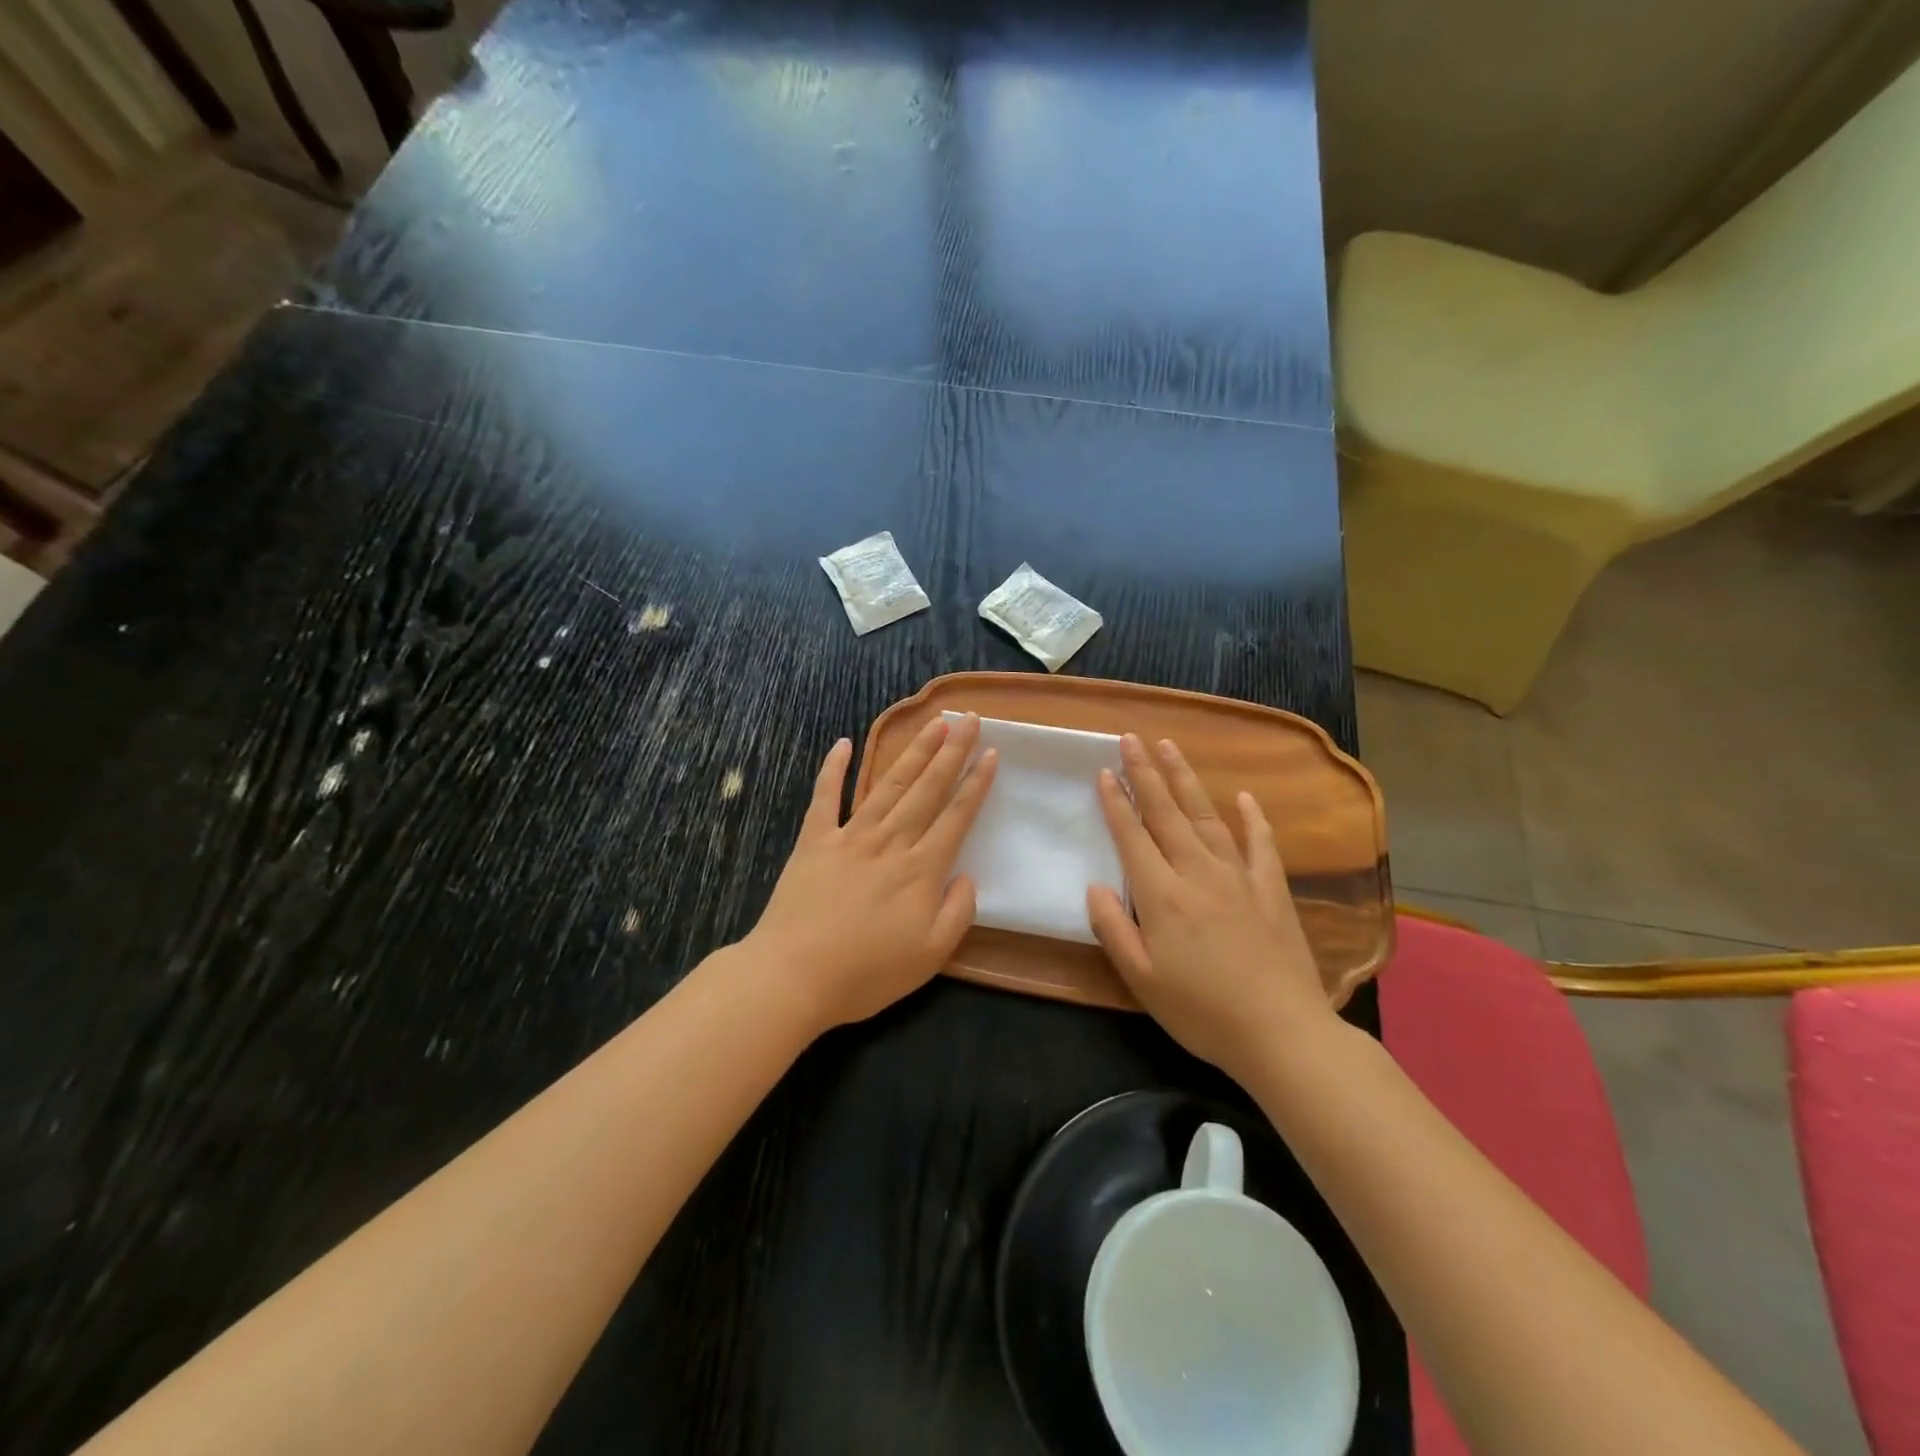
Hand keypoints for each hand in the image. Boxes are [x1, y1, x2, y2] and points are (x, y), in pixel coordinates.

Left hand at [742, 714, 996, 1034]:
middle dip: (952, 752)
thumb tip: (966, 875)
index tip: (991, 754)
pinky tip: (843, 743)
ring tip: (933, 724)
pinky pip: (826, 797)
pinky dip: (833, 769)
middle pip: (927, 789)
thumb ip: (958, 912)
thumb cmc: (866, 973)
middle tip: (968, 719)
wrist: (793, 976)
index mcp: (921, 870)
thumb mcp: (930, 956)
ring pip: (889, 785)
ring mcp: (850, 836)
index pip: (956, 816)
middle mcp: (890, 842)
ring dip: (913, 751)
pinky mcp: (814, 841)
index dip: (976, 784)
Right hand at [1087, 734, 1337, 1082]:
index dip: (1115, 802)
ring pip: (1206, 816)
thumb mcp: (1141, 979)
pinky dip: (1252, 818)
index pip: (1132, 836)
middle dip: (1144, 773)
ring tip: (1169, 747)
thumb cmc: (1202, 1011)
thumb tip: (1093, 885)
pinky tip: (1245, 797)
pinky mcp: (1271, 889)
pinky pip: (1260, 844)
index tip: (1103, 771)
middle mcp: (1198, 872)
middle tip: (1130, 738)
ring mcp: (1239, 876)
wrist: (1281, 1033)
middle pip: (1166, 813)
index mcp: (1162, 894)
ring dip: (1185, 779)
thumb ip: (1113, 928)